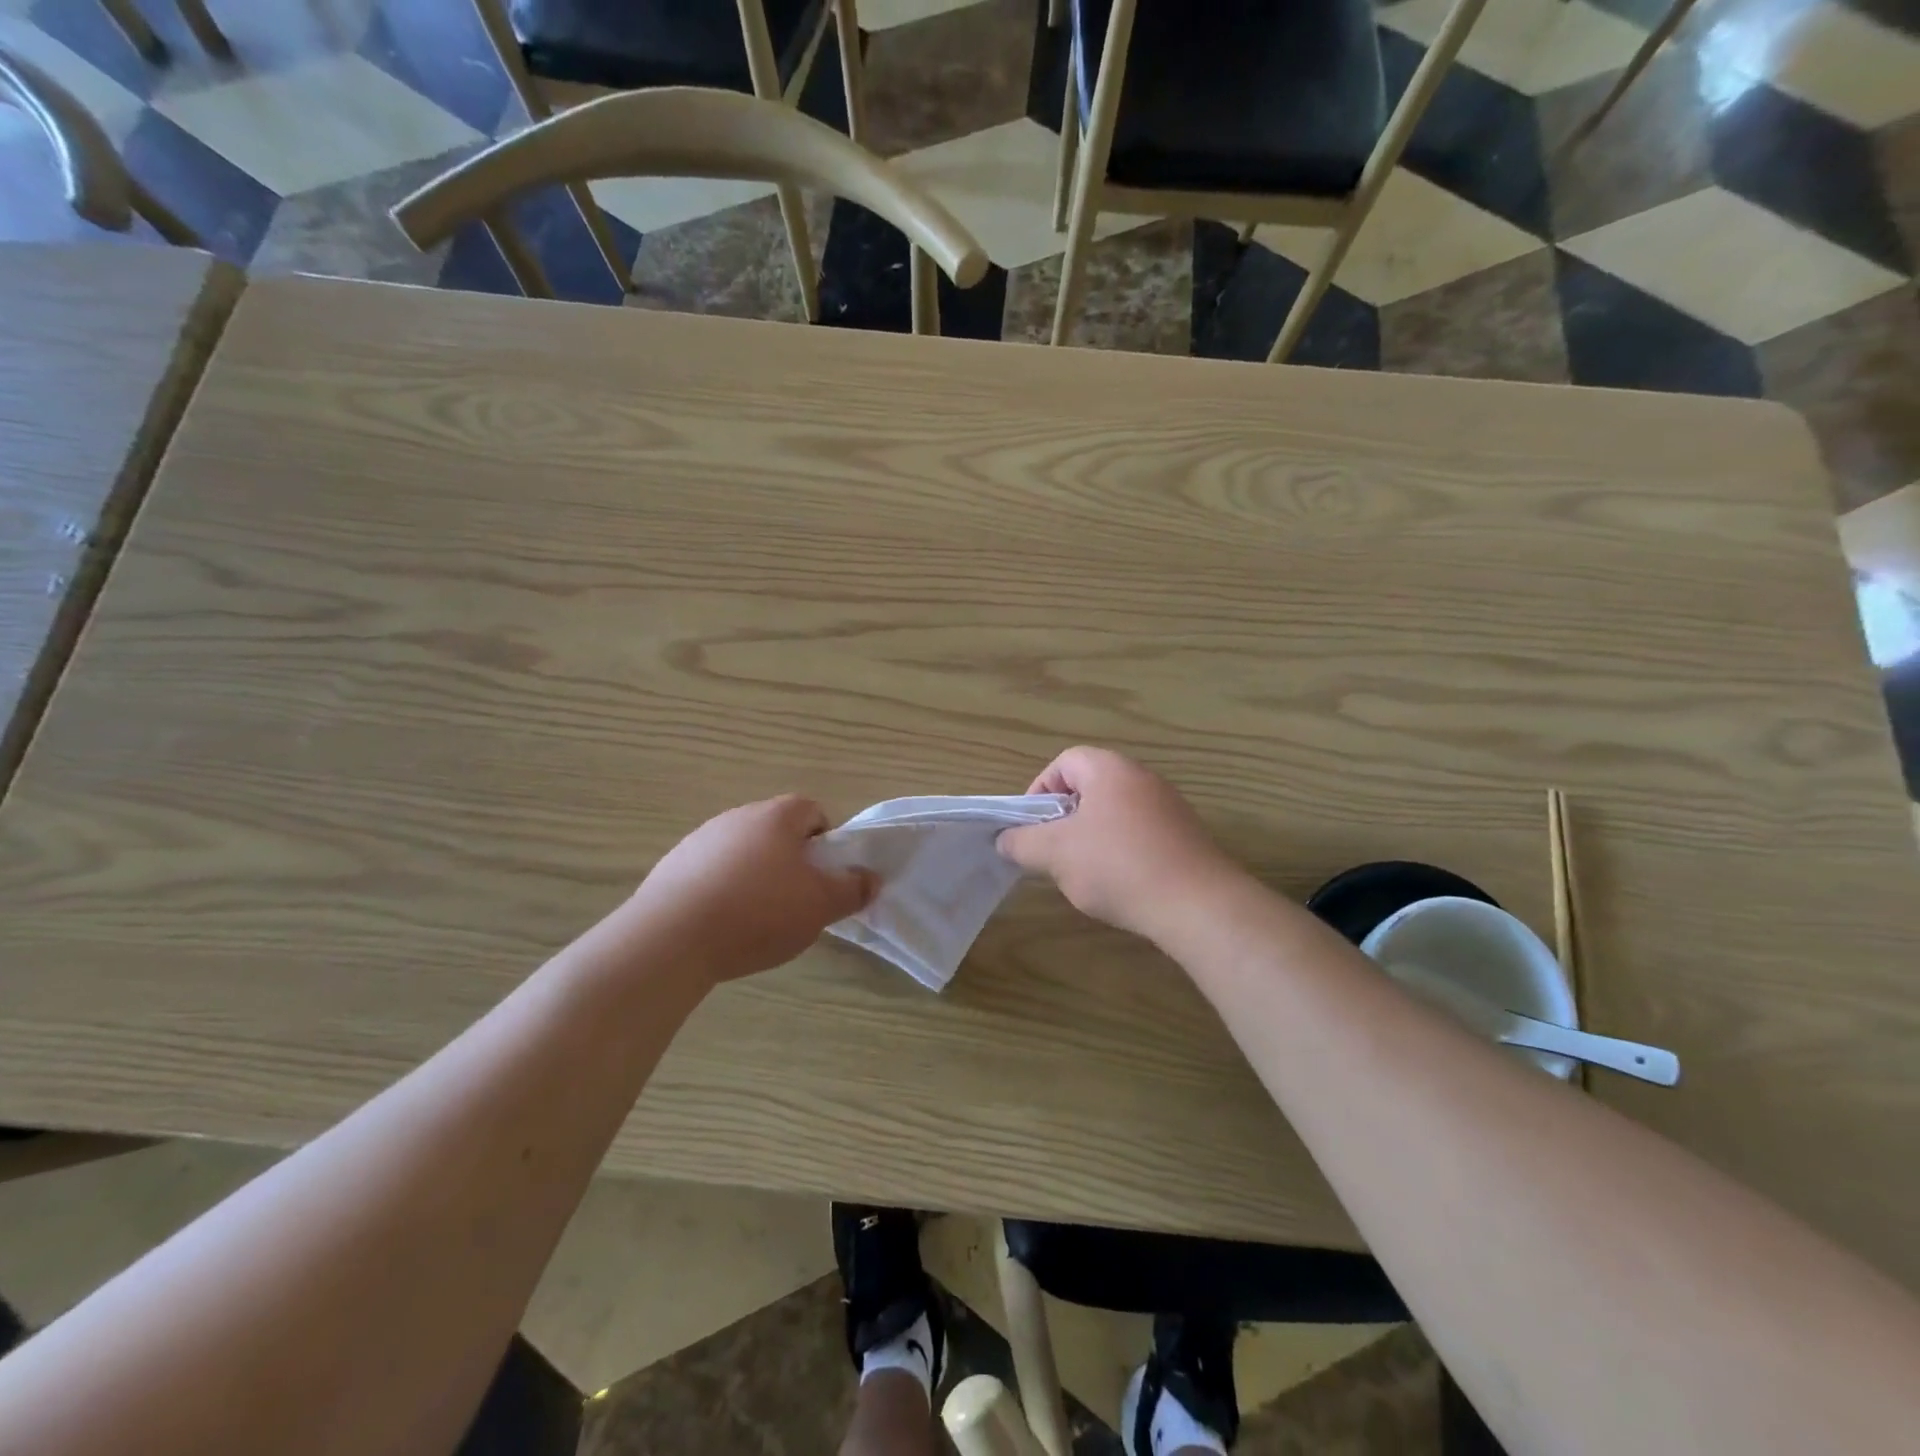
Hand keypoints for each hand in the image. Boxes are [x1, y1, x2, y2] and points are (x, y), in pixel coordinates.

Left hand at [625, 795, 875, 984]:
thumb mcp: (820, 906)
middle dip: (791, 861)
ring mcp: (699, 840)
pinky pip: (710, 872)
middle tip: (796, 900)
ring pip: (742, 851)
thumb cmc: (758, 912)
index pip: (812, 810)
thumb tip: (871, 879)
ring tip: (756, 919)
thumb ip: (852, 889)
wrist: (670, 939)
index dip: (825, 841)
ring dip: (755, 876)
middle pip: (776, 830)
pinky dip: (722, 890)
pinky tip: (721, 925)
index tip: (823, 876)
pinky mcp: (671, 867)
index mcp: (776, 816)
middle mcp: (737, 817)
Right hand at [997, 747, 1244, 941]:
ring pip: (1114, 813)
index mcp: (1110, 769)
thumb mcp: (1056, 854)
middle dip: (1065, 819)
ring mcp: (1168, 806)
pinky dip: (1121, 853)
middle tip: (1054, 851)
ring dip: (1091, 839)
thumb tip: (1004, 840)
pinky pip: (1140, 834)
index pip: (1064, 762)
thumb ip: (1022, 842)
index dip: (1040, 790)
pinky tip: (1120, 885)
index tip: (1033, 826)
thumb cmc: (1118, 866)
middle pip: (1089, 787)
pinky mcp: (1185, 836)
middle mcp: (1142, 778)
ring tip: (1084, 873)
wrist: (1197, 904)